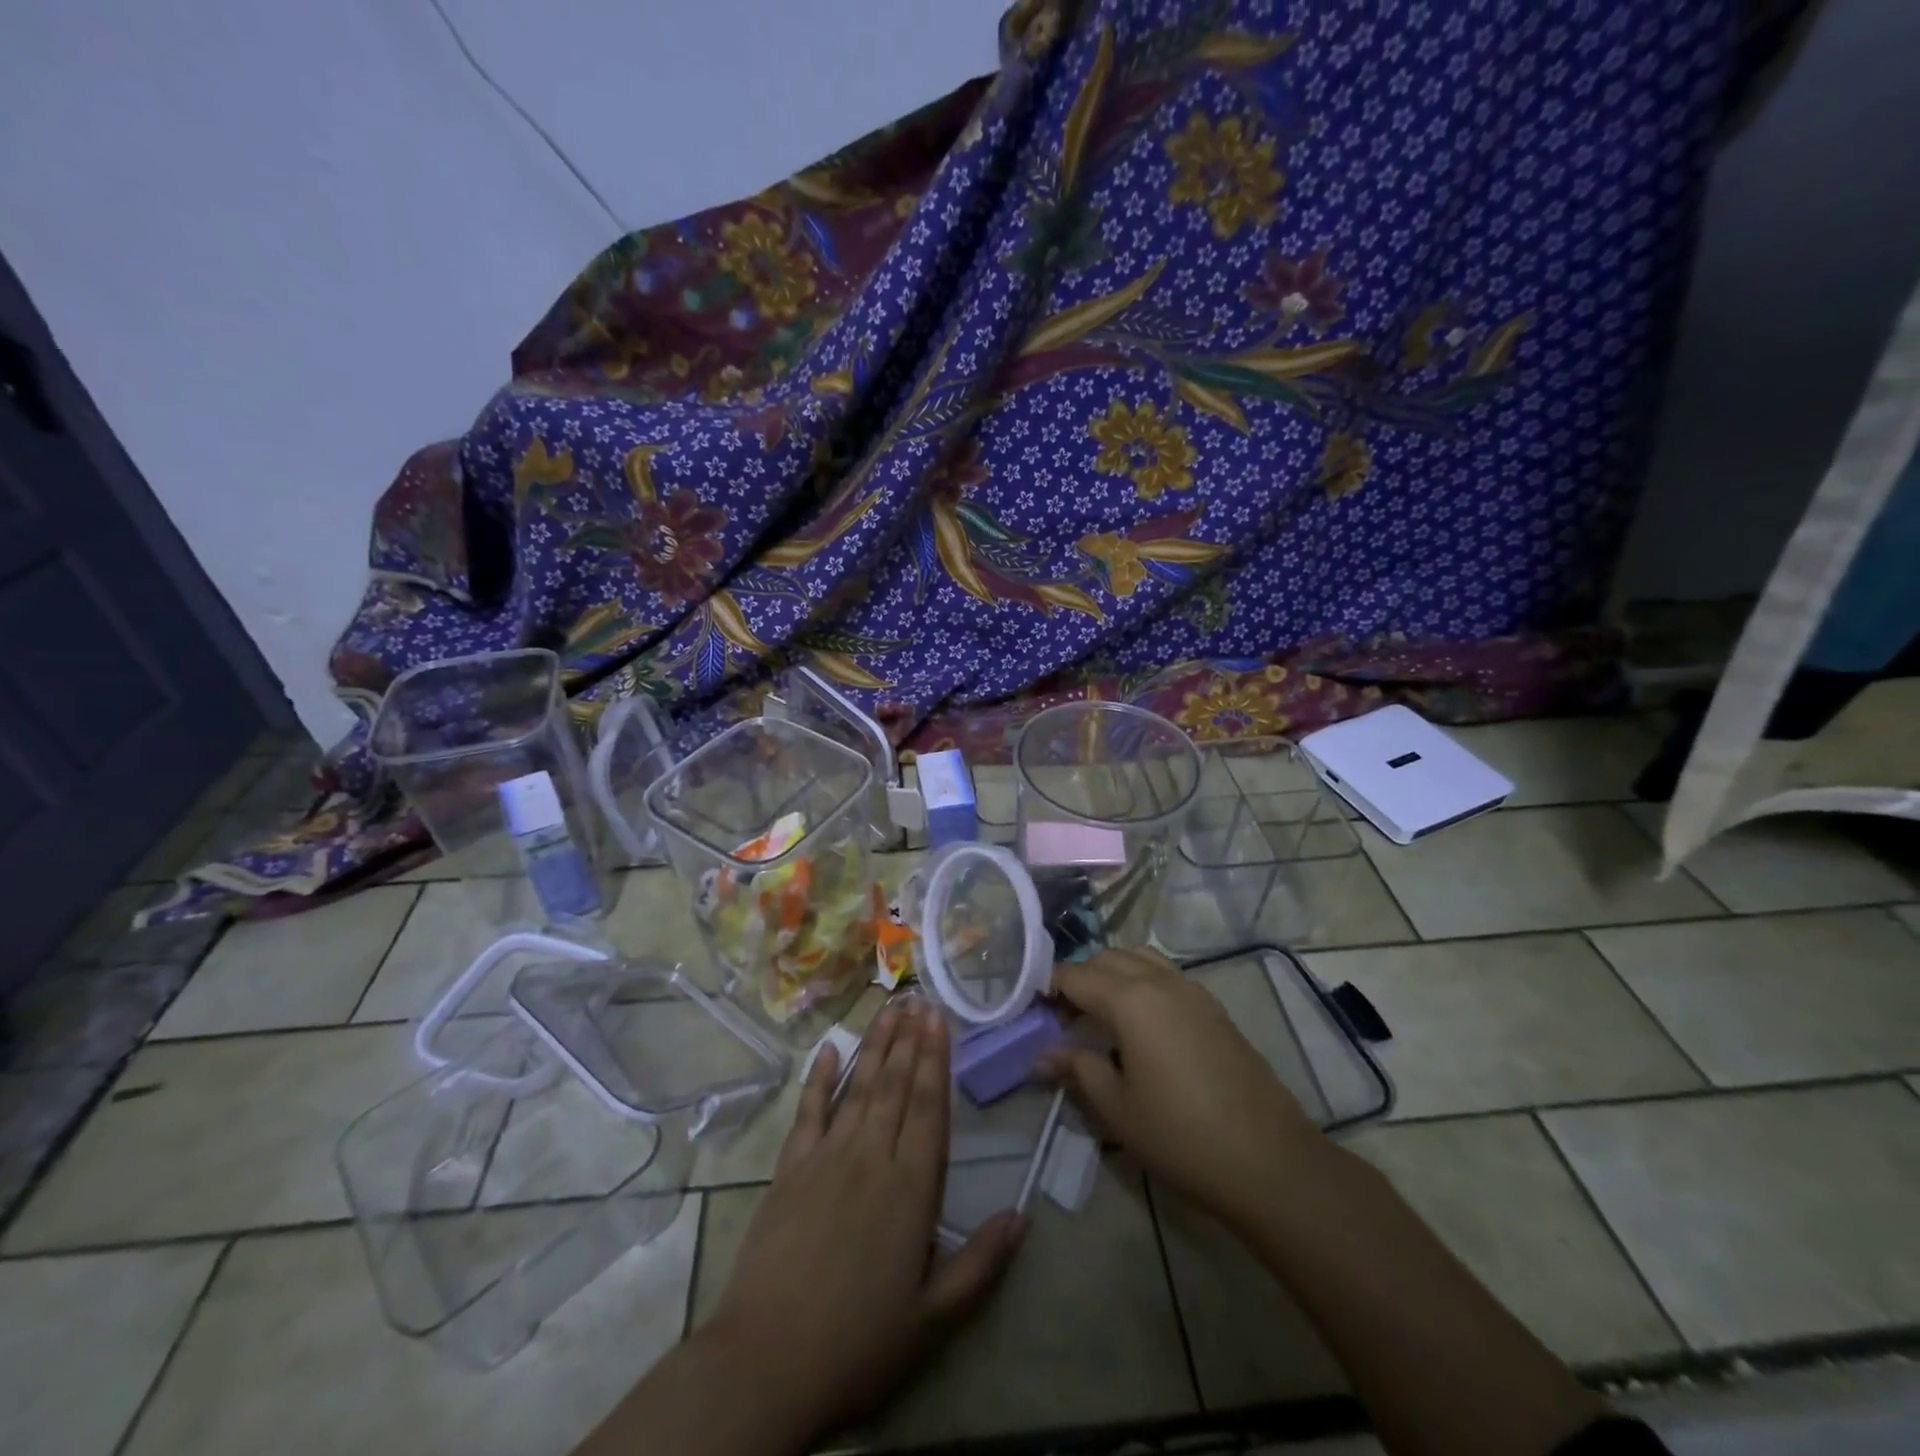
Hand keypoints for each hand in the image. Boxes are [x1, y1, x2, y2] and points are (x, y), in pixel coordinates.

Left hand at [702, 999, 1025, 1437]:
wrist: (768, 1361)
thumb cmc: (859, 1342)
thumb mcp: (933, 1317)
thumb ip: (982, 1264)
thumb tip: (1024, 1216)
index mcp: (912, 1187)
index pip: (930, 1106)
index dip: (937, 1059)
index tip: (940, 1019)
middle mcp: (873, 1156)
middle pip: (897, 1084)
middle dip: (910, 1039)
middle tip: (919, 998)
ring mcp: (828, 1156)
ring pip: (860, 1086)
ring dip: (876, 1044)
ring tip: (890, 1009)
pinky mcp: (790, 1166)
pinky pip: (809, 1110)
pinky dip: (819, 1077)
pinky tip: (828, 1048)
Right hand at [1040, 948, 1322, 1234]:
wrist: (1269, 1160)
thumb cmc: (1181, 1136)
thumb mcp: (1117, 1107)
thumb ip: (1078, 1068)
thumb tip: (1042, 1056)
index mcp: (1131, 1000)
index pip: (1076, 975)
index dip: (1049, 986)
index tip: (1033, 1009)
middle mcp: (1161, 982)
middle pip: (1108, 958)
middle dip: (1080, 977)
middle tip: (1065, 1016)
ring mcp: (1193, 991)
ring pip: (1140, 959)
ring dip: (1114, 974)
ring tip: (1102, 1015)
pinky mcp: (1214, 1008)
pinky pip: (1167, 976)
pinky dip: (1143, 983)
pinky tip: (1142, 1027)